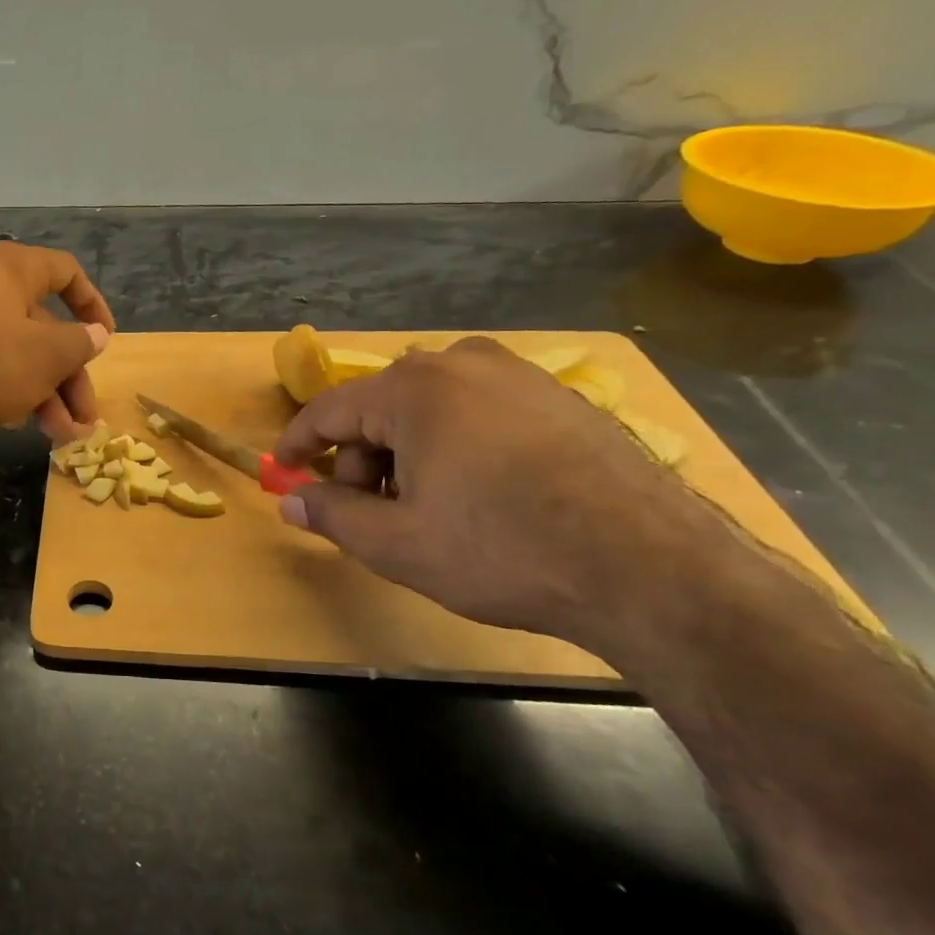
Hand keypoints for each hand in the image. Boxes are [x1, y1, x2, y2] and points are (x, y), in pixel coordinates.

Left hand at [0, 242, 115, 442]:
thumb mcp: (47, 355)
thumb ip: (79, 342)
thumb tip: (95, 334)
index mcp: (10, 270)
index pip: (64, 271)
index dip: (93, 303)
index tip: (106, 337)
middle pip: (44, 326)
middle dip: (71, 375)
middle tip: (86, 416)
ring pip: (19, 352)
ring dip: (48, 393)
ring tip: (64, 435)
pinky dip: (15, 390)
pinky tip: (25, 425)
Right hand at [273, 338, 736, 647]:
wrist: (653, 569)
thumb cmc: (502, 549)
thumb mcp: (396, 543)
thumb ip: (331, 514)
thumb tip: (289, 501)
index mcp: (414, 389)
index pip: (330, 408)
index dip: (298, 442)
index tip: (281, 468)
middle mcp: (463, 364)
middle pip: (382, 406)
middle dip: (361, 457)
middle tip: (369, 511)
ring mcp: (521, 376)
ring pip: (432, 408)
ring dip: (408, 452)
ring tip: (425, 508)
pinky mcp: (563, 399)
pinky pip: (480, 411)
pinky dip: (456, 444)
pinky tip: (478, 493)